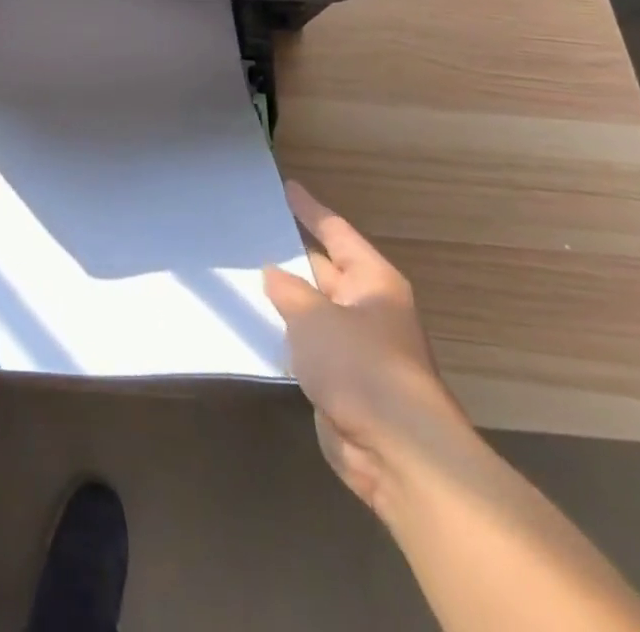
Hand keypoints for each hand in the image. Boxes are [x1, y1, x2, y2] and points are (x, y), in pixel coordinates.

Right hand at [263, 181, 472, 515]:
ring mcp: (357, 347)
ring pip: (313, 309)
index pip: (336, 232)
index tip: (286, 187)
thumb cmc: (360, 365)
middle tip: (251, 228)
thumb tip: (273, 273)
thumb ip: (288, 290)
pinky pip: (308, 346)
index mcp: (373, 281)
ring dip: (284, 298)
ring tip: (242, 271)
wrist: (397, 451)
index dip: (310, 210)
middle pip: (324, 269)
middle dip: (291, 253)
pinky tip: (255, 323)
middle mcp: (368, 308)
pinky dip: (285, 334)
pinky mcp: (343, 382)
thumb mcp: (313, 316)